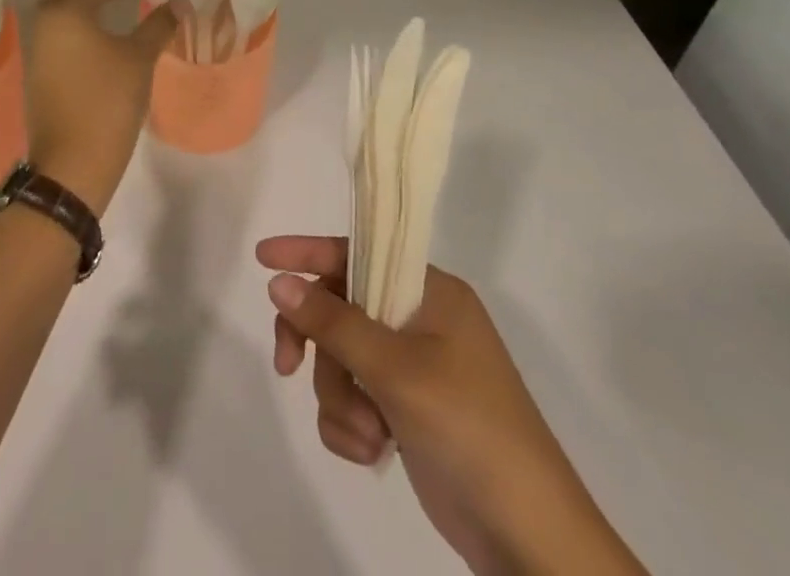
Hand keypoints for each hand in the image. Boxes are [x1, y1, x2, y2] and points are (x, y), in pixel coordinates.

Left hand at [25, 0, 177, 214]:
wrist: (72, 163)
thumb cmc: (108, 100)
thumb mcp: (140, 58)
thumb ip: (159, 25)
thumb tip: (180, 3)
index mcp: (66, 12)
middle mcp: (44, 26)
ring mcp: (36, 54)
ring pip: (60, 20)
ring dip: (82, 13)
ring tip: (111, 14)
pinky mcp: (37, 79)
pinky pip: (58, 42)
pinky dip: (76, 35)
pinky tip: (98, 45)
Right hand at [257, 236, 647, 575]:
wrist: (528, 538)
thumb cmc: (468, 428)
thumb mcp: (396, 369)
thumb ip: (334, 323)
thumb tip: (279, 282)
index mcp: (430, 291)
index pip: (358, 252)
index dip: (308, 252)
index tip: (262, 258)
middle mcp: (420, 320)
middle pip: (341, 310)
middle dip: (319, 346)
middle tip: (287, 366)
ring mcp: (413, 368)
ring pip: (342, 362)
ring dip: (342, 401)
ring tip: (369, 433)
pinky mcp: (406, 412)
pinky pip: (354, 401)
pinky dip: (353, 426)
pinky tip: (375, 452)